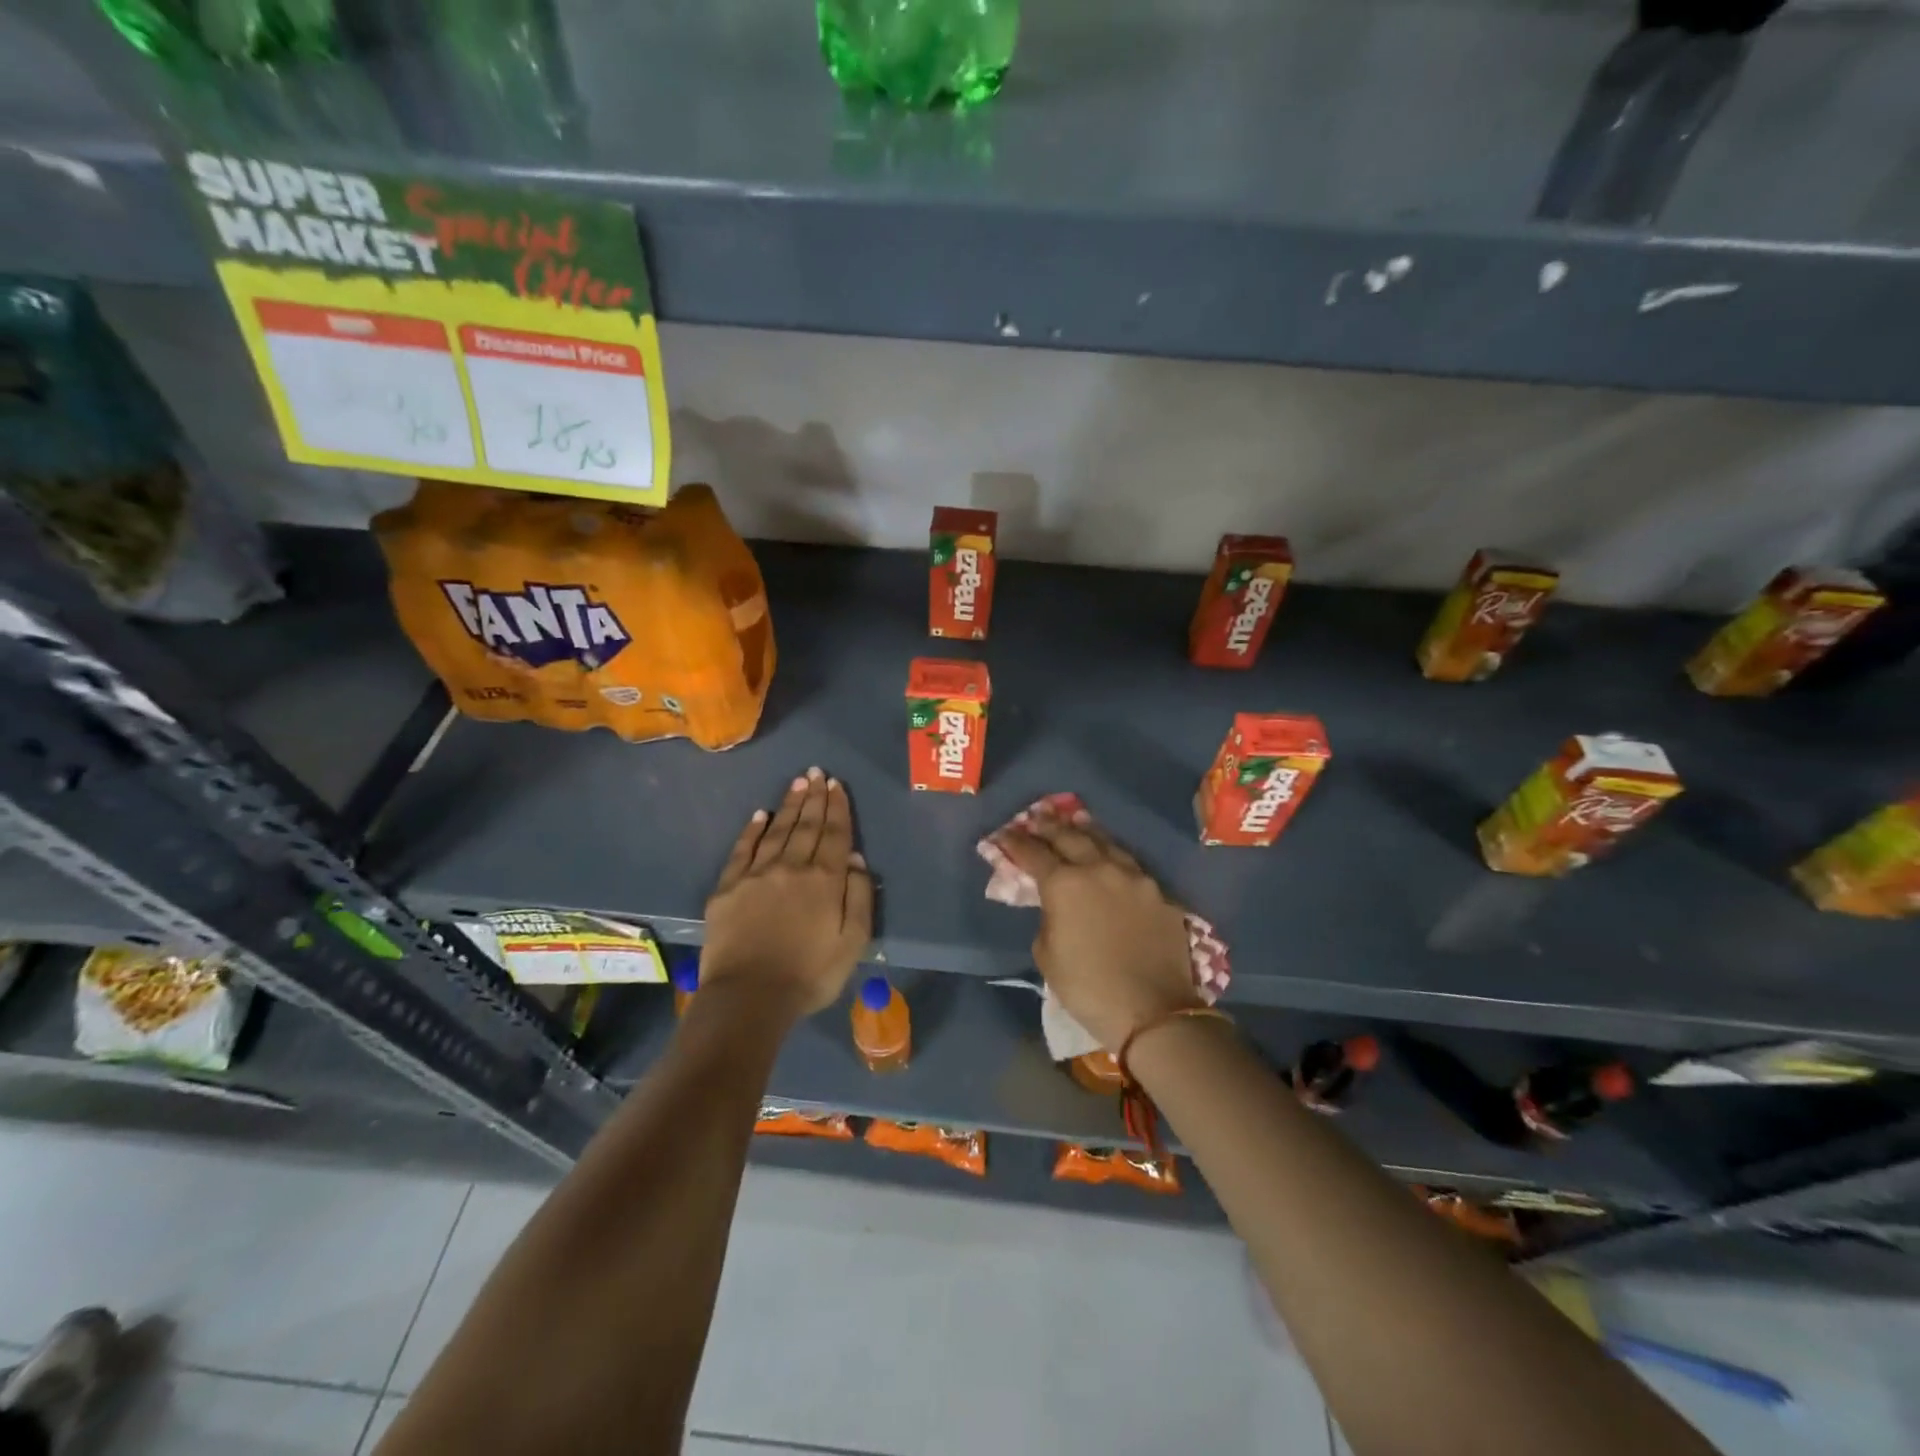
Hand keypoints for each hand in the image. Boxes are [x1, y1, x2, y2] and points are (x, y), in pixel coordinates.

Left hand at [700, 768, 873, 1016]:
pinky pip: (743, 850)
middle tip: (816, 773)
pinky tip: (760, 815)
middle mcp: (792, 867)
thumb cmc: (810, 974)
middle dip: (814, 798)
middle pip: (806, 826)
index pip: (834, 834)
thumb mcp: (853, 941)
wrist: (749, 997)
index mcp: (825, 880)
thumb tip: (854, 858)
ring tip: (797, 784)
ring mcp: (757, 875)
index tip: (837, 785)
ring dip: (789, 805)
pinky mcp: (728, 888)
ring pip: (777, 831)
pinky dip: (753, 830)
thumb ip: (859, 896)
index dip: (837, 808)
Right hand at [995, 806, 1200, 1051]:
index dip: (1015, 842)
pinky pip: (1131, 866)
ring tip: (1076, 821)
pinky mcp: (1159, 893)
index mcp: (1064, 884)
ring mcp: (1134, 878)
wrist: (1152, 1009)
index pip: (1033, 853)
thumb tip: (1056, 906)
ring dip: (1086, 831)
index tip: (1004, 834)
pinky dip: (1114, 857)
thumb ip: (1048, 918)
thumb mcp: (1047, 955)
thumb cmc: (1087, 987)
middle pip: (1070, 836)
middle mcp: (1099, 869)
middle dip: (1049, 826)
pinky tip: (1111, 858)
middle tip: (1037, 817)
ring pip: (1106, 843)